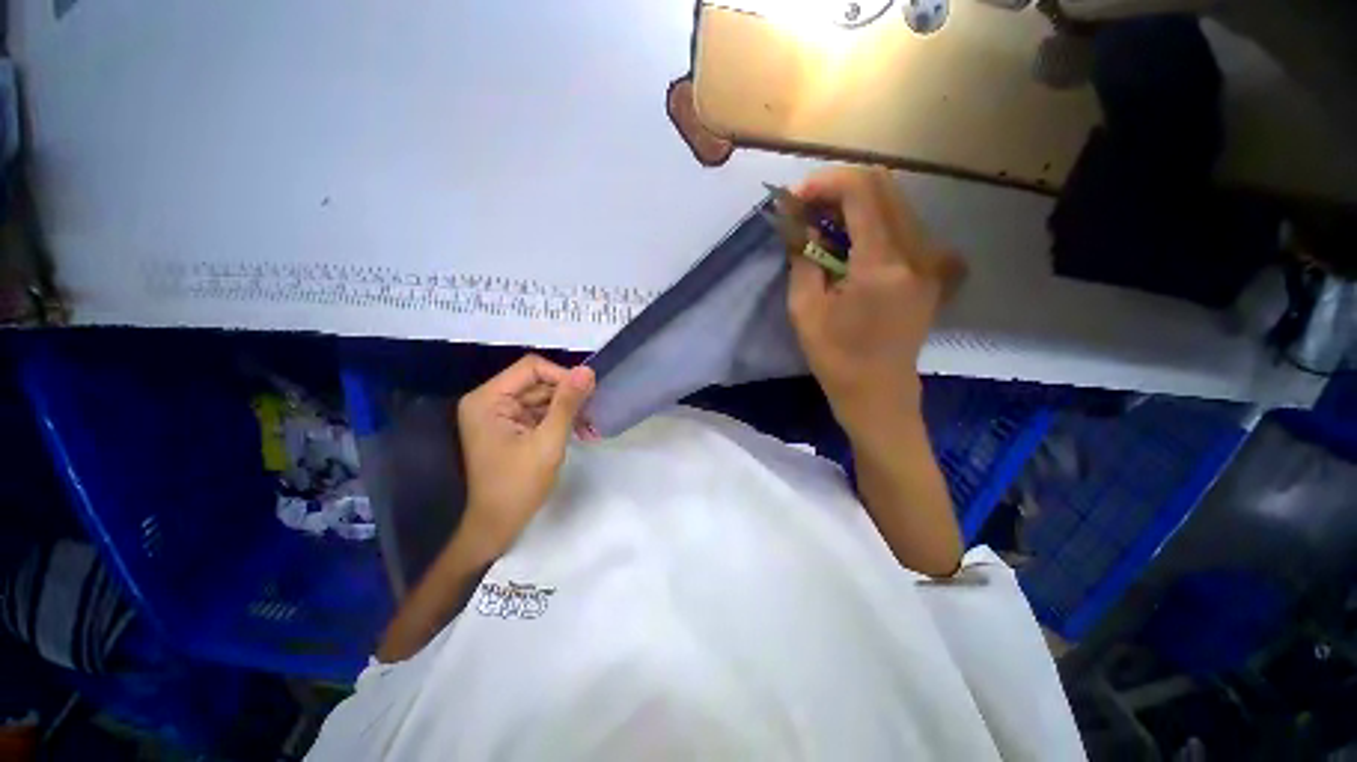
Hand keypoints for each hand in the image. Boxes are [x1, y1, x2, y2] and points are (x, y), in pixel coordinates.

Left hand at [455, 355, 594, 563]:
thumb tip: (587, 371)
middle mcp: (490, 401)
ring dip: (567, 408)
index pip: (531, 368)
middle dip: (567, 395)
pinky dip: (560, 419)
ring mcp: (500, 414)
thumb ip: (567, 404)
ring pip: (542, 397)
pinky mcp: (510, 427)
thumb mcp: (548, 441)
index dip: (561, 376)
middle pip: (537, 382)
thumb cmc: (518, 485)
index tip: (586, 394)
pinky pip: (539, 412)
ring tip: (590, 425)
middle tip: (594, 411)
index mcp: (489, 399)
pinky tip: (581, 431)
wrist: (497, 525)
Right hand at [785, 167, 965, 439]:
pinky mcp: (934, 269)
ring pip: (895, 202)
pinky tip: (849, 242)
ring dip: (855, 203)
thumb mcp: (804, 309)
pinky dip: (872, 221)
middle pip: (883, 186)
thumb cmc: (836, 358)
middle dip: (838, 188)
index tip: (795, 198)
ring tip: (821, 225)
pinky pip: (904, 226)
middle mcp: (918, 252)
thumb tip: (794, 220)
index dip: (825, 182)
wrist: (879, 392)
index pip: (861, 191)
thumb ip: (801, 257)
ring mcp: (932, 259)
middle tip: (805, 209)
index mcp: (883, 265)